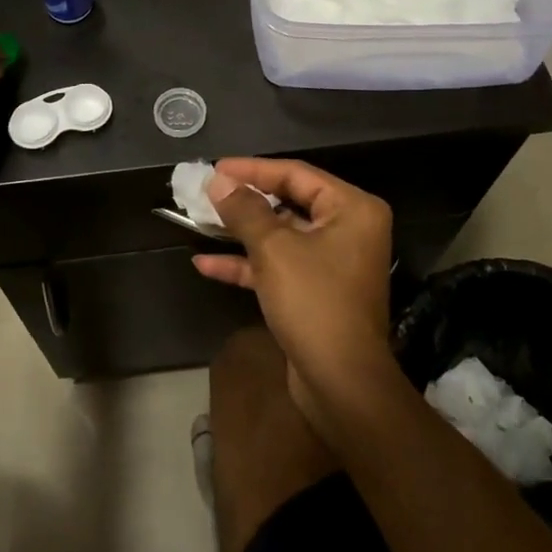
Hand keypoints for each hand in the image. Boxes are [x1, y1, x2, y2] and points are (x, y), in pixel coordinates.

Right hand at [193, 158, 402, 426]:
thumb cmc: (314, 302)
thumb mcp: (273, 249)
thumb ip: (244, 210)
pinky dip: (246, 264)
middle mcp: (347, 230)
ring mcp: (331, 262)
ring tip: (199, 221)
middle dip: (244, 201)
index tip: (215, 168)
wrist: (340, 383)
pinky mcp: (315, 291)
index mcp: (352, 209)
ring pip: (279, 236)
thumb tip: (218, 181)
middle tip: (206, 191)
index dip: (252, 169)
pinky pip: (278, 266)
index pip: (296, 174)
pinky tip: (205, 263)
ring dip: (240, 232)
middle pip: (288, 202)